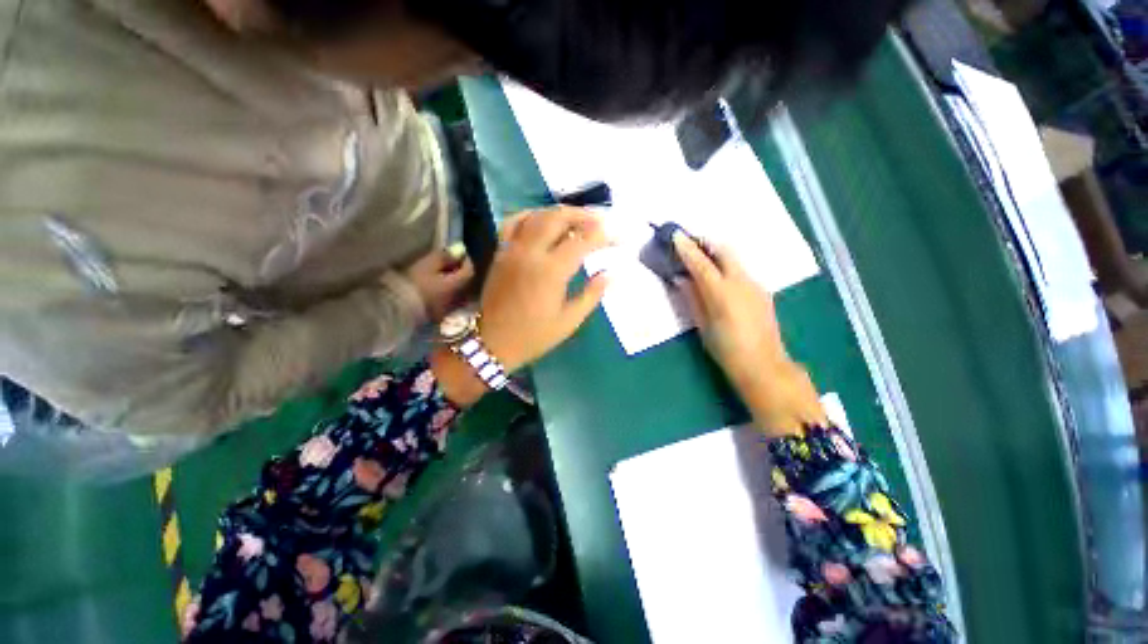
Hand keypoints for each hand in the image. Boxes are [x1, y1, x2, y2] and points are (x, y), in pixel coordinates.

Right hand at [404, 248, 474, 322]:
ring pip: (457, 295)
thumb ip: (444, 257)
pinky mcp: (437, 318)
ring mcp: (448, 310)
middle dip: (460, 273)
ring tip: (441, 277)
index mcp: (456, 286)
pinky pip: (447, 304)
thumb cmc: (413, 283)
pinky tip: (435, 291)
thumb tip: (457, 251)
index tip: (460, 254)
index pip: (469, 272)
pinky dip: (445, 295)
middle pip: (464, 284)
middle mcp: (457, 299)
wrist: (395, 309)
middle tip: (450, 264)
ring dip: (453, 285)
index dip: (466, 261)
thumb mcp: (427, 265)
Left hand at [478, 207, 611, 371]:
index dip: (605, 235)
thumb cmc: (533, 336)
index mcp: (551, 271)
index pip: (583, 241)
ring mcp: (512, 249)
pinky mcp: (500, 252)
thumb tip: (611, 274)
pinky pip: (514, 221)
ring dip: (560, 212)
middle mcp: (531, 252)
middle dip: (584, 215)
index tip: (620, 237)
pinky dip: (531, 214)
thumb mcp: (569, 321)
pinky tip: (543, 220)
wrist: (492, 342)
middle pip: (559, 217)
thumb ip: (591, 295)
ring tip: (577, 219)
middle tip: (601, 221)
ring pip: (537, 215)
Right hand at [672, 233, 825, 433]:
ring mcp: (755, 285)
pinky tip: (719, 279)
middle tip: (689, 243)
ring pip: (734, 259)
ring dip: (716, 254)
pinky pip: (741, 271)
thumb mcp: (703, 325)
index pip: (700, 262)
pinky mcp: (762, 291)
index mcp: (721, 292)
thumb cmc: (726, 349)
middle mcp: (741, 282)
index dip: (687, 248)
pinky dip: (726, 267)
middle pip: (723, 250)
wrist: (764, 365)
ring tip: (701, 259)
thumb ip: (692, 298)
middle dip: (705, 242)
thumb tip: (681, 279)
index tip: (676, 235)